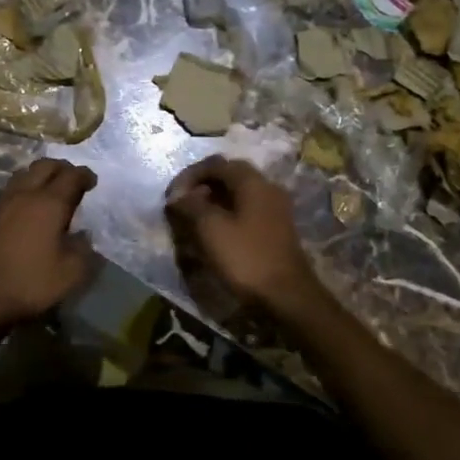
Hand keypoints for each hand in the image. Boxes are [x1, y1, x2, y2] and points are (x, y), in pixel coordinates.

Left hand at [0, 158, 98, 338]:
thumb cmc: (31, 284)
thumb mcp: (71, 273)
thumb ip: (83, 249)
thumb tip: (83, 235)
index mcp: (49, 204)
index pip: (71, 176)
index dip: (85, 175)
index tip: (92, 182)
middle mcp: (24, 195)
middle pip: (44, 166)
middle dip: (62, 168)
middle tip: (72, 180)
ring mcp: (1, 204)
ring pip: (23, 175)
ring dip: (39, 176)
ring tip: (49, 190)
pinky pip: (9, 193)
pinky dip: (23, 192)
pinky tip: (26, 211)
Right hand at [165, 156, 322, 316]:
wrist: (287, 296)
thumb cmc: (246, 257)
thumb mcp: (211, 229)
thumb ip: (191, 206)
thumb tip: (178, 196)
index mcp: (253, 182)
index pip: (215, 164)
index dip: (189, 176)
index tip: (172, 196)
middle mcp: (267, 188)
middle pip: (228, 176)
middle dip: (201, 187)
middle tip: (182, 206)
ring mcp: (275, 208)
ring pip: (237, 194)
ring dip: (213, 201)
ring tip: (193, 220)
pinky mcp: (276, 228)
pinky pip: (246, 210)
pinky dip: (226, 214)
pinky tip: (214, 232)